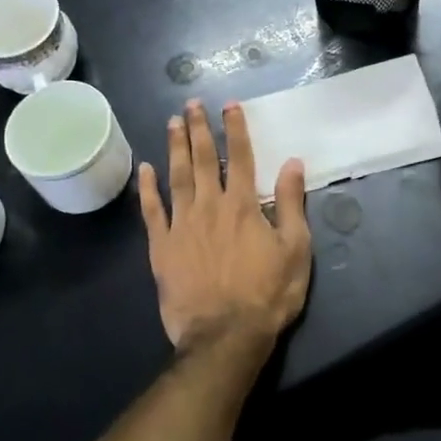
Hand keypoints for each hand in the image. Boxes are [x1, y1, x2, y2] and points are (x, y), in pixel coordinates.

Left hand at [138, 100, 311, 349]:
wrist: (225, 337)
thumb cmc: (267, 295)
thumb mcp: (295, 250)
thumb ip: (292, 204)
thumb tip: (292, 162)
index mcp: (243, 205)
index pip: (241, 156)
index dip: (235, 128)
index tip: (229, 105)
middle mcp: (210, 206)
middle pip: (204, 159)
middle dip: (199, 128)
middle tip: (192, 103)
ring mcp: (182, 225)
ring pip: (177, 177)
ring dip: (175, 147)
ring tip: (172, 122)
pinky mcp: (161, 247)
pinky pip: (152, 211)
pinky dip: (148, 188)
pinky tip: (145, 169)